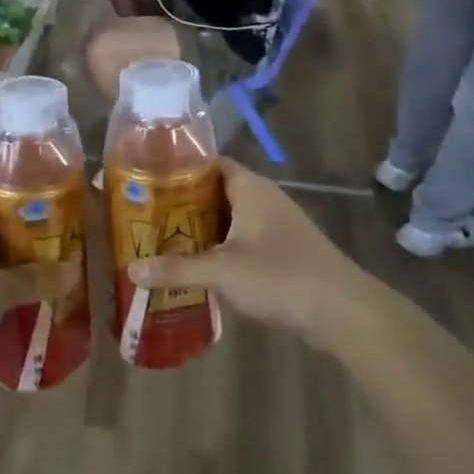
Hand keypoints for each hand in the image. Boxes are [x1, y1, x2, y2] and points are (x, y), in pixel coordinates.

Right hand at [127, 160, 358, 341]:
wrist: (341, 309)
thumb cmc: (279, 276)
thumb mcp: (221, 272)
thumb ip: (176, 269)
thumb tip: (132, 270)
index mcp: (251, 188)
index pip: (210, 163)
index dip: (180, 169)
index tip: (148, 180)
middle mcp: (264, 198)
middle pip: (217, 191)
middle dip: (184, 203)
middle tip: (148, 215)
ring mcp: (277, 224)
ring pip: (231, 217)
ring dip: (203, 228)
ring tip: (164, 240)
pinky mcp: (284, 249)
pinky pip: (244, 238)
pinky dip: (221, 247)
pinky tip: (199, 265)